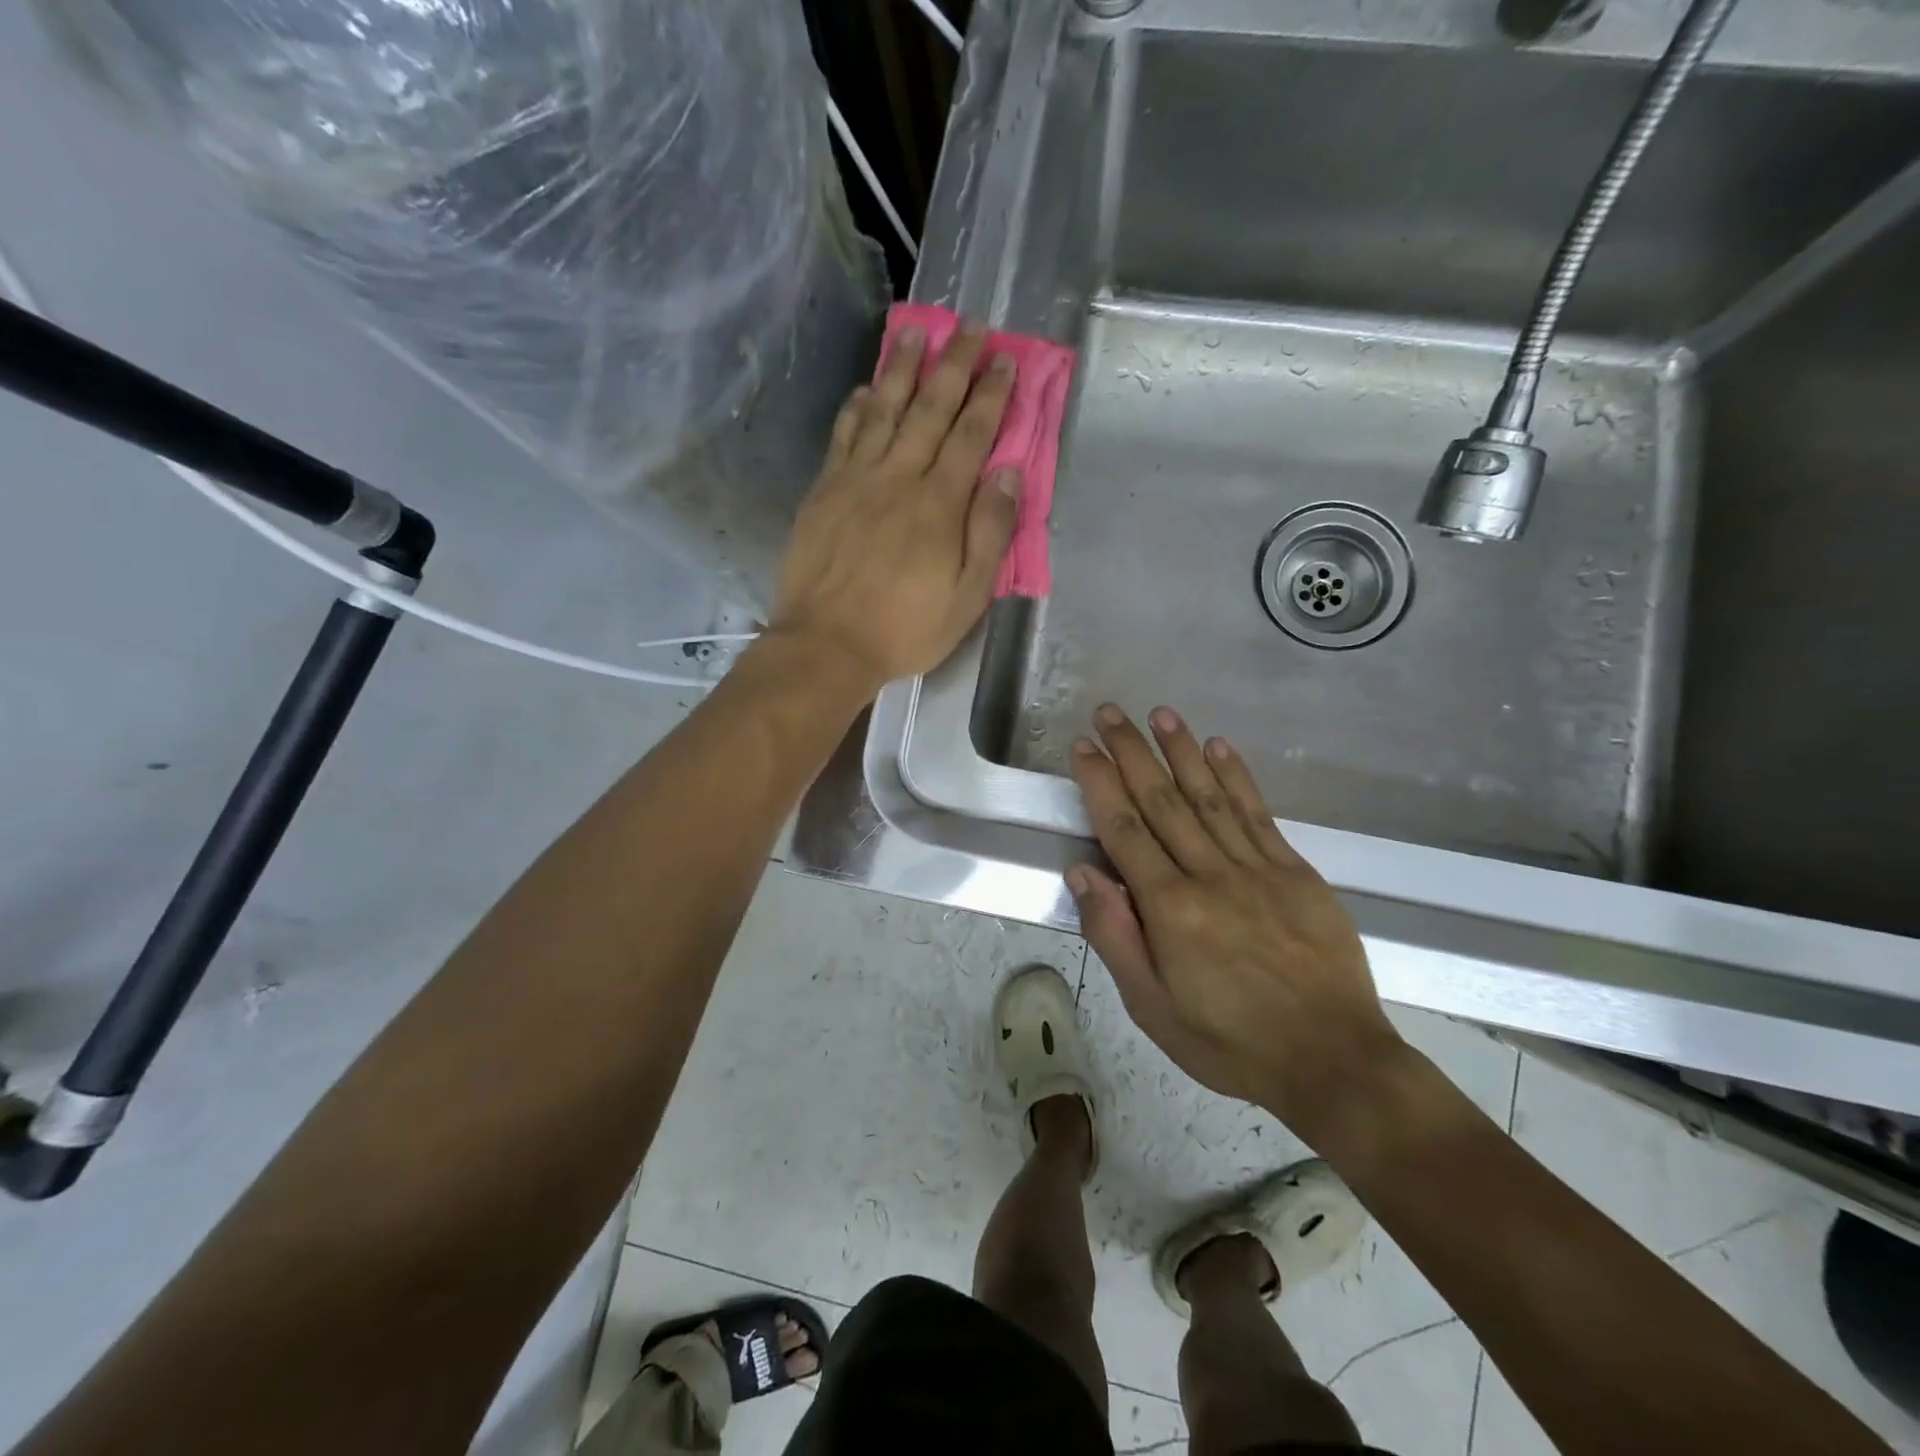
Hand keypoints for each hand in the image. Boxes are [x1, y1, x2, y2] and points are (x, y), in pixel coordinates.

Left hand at [769, 322, 1020, 691]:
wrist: (827, 644)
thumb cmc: (905, 628)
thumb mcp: (967, 596)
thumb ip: (990, 532)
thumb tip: (1009, 473)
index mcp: (940, 504)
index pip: (972, 435)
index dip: (991, 395)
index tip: (1005, 360)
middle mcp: (899, 477)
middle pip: (930, 409)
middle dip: (954, 365)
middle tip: (970, 327)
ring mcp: (856, 480)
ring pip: (884, 411)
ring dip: (903, 370)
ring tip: (917, 334)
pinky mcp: (824, 491)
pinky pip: (844, 436)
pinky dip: (858, 407)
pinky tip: (867, 388)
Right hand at [1067, 705, 1404, 1132]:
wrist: (1333, 1061)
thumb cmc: (1230, 1042)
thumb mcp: (1153, 1007)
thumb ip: (1115, 935)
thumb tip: (1083, 871)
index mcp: (1170, 908)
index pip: (1125, 829)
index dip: (1100, 783)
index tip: (1083, 746)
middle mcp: (1210, 874)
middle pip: (1162, 800)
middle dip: (1132, 752)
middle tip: (1109, 712)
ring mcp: (1258, 868)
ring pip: (1210, 796)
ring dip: (1181, 751)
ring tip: (1159, 713)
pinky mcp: (1296, 871)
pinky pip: (1259, 814)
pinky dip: (1238, 777)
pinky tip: (1219, 747)